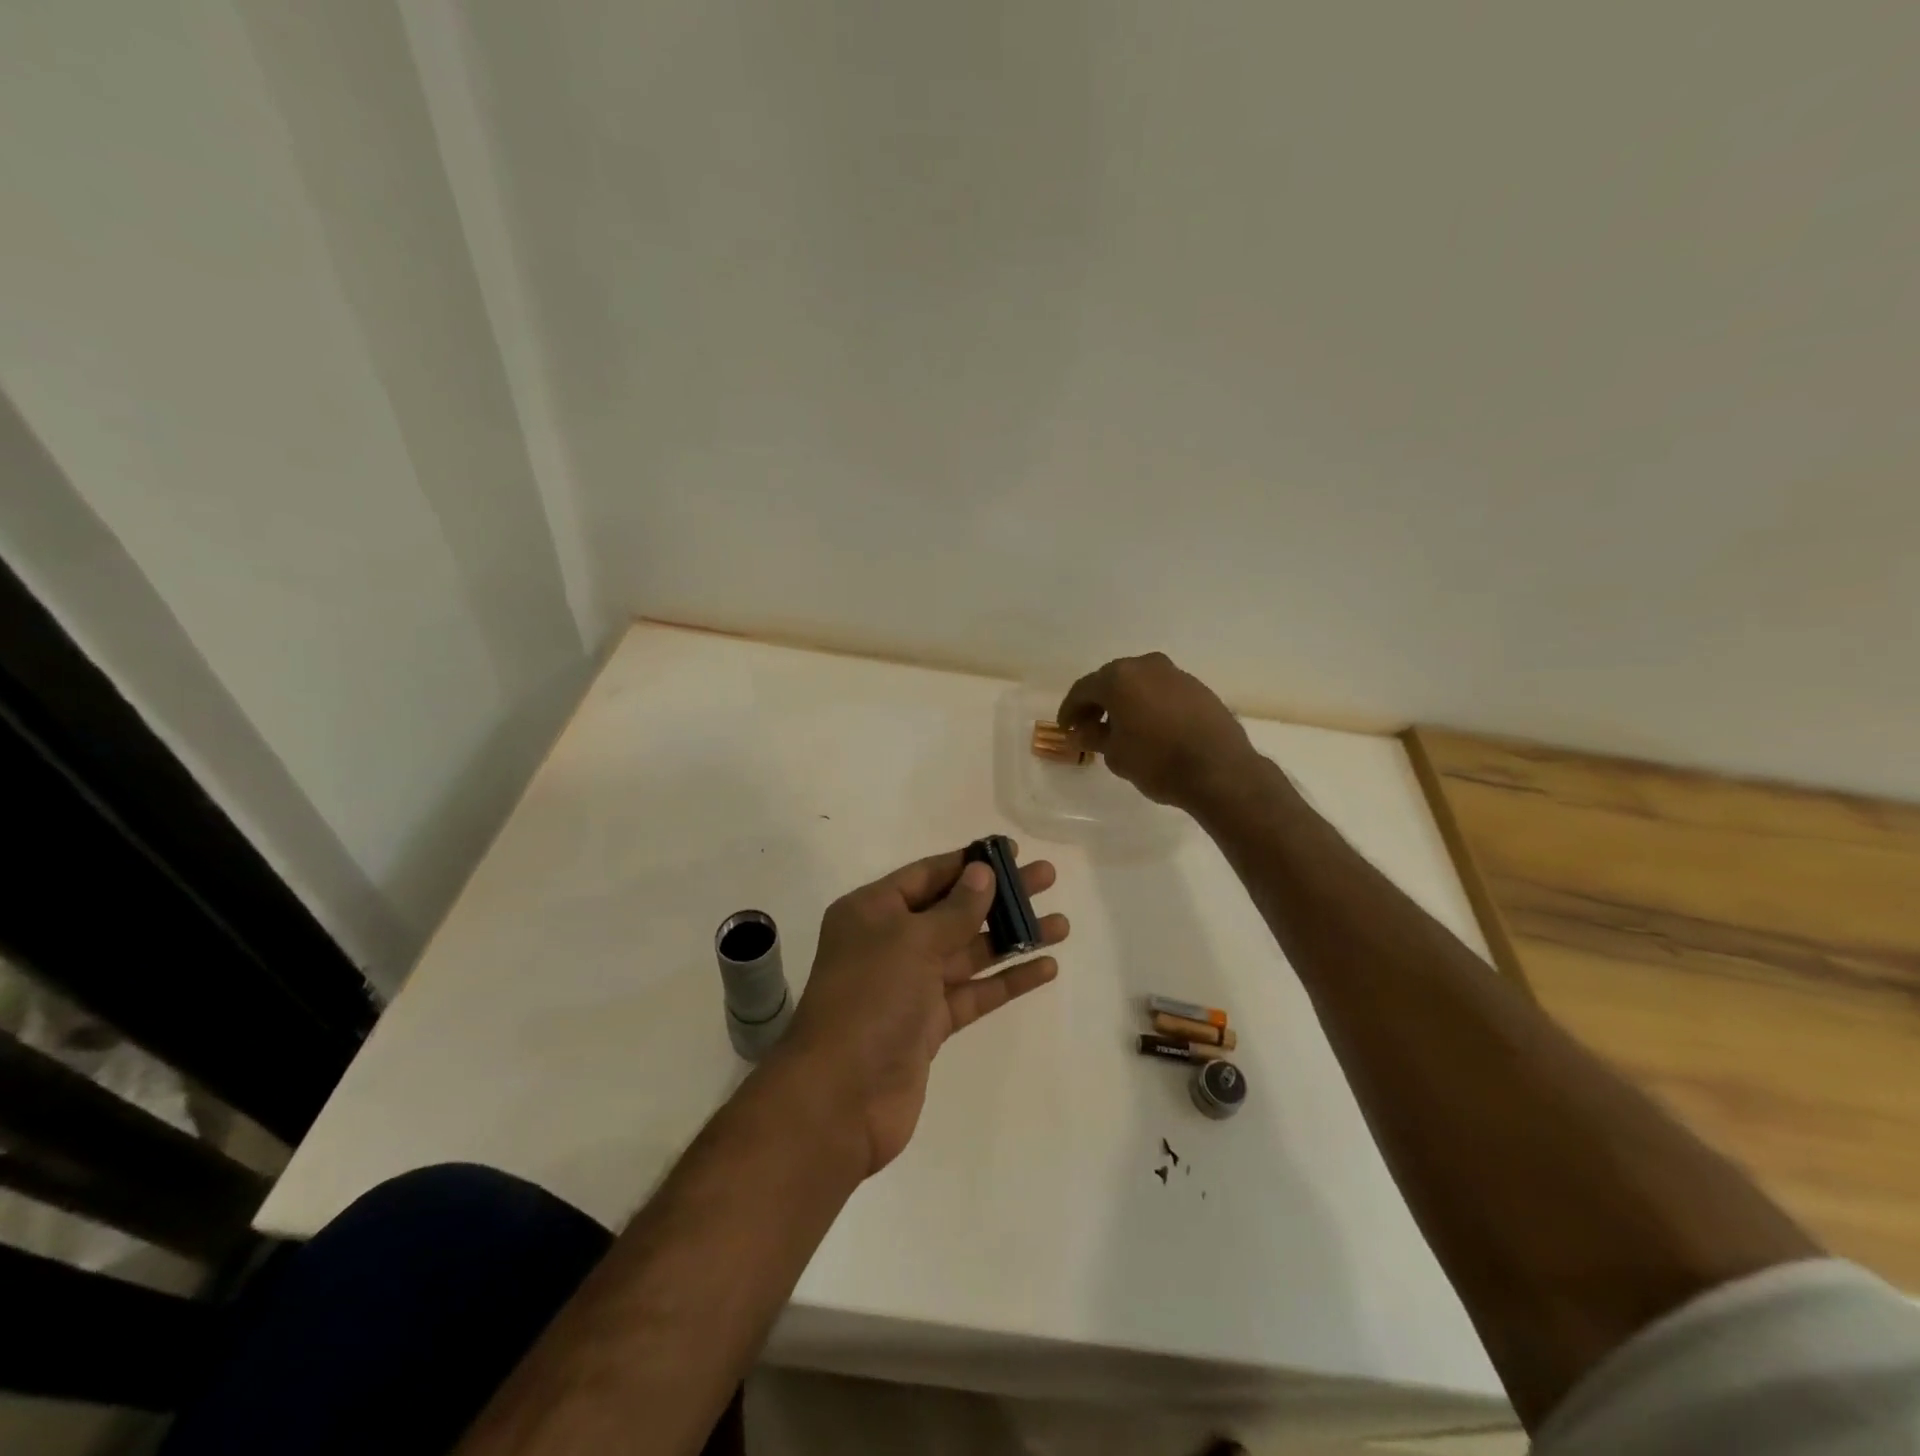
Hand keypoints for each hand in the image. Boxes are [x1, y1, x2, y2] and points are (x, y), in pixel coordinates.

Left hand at [781, 845, 1068, 1177]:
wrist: (841, 1098)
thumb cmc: (870, 999)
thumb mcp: (911, 942)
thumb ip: (954, 909)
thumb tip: (983, 872)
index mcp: (872, 911)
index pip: (928, 875)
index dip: (969, 862)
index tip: (1012, 852)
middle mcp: (890, 942)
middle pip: (953, 910)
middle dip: (1000, 896)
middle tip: (1047, 878)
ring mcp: (910, 985)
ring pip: (968, 952)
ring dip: (1011, 937)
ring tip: (1061, 924)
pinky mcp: (928, 1024)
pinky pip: (972, 992)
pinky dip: (1006, 980)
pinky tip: (1045, 967)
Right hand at [1057, 653, 1261, 810]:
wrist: (1220, 770)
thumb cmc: (1157, 761)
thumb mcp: (1116, 754)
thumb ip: (1095, 737)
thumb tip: (1083, 731)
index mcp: (1119, 678)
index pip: (1083, 690)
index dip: (1071, 710)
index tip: (1066, 729)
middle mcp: (1146, 666)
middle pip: (1112, 680)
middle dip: (1098, 703)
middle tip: (1089, 726)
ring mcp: (1176, 674)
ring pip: (1139, 683)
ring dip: (1125, 702)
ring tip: (1120, 729)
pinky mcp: (1198, 688)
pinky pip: (1162, 691)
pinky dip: (1149, 705)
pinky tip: (1149, 728)